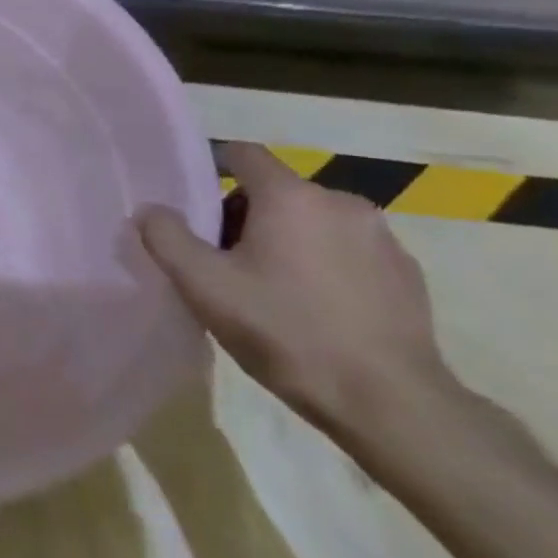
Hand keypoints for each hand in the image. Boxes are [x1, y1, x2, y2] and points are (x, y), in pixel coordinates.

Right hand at [137, 142, 453, 440]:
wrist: (389, 403)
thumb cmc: (285, 332)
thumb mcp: (204, 286)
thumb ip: (166, 237)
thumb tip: (150, 210)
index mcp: (291, 196)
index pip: (242, 154)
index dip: (210, 170)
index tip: (193, 206)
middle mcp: (341, 202)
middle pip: (275, 190)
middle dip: (243, 216)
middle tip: (223, 262)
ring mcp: (382, 237)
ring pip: (313, 221)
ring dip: (285, 240)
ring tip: (269, 289)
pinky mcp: (407, 273)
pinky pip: (348, 250)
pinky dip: (323, 264)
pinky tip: (314, 309)